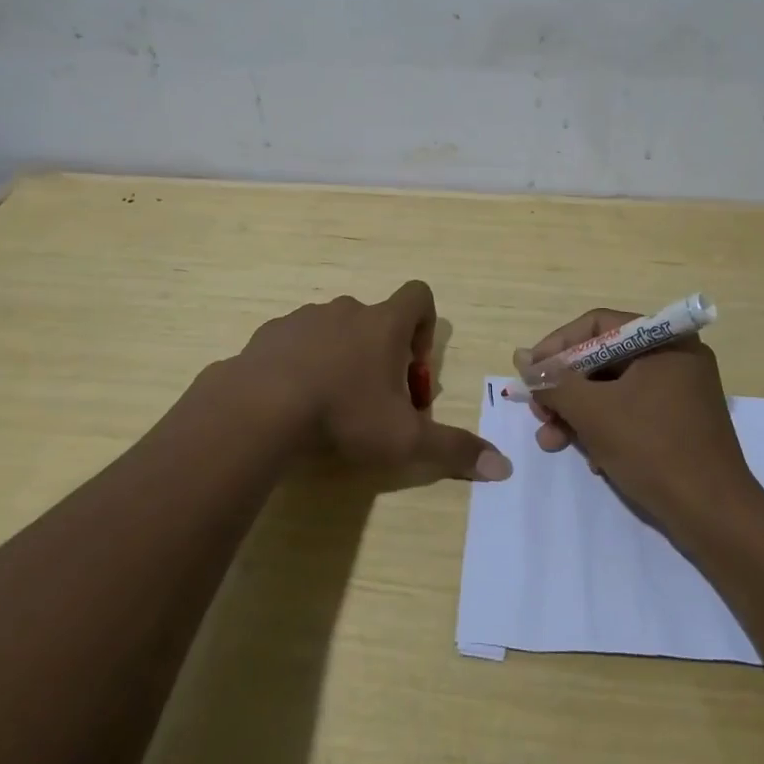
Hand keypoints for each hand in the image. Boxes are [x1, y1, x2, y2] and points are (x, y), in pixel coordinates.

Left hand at [235, 281, 511, 481]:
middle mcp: (348, 310)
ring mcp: (306, 317)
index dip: (426, 327)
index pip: (419, 296)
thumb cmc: (343, 414)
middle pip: (378, 320)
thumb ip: (454, 449)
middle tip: (376, 403)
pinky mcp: (272, 332)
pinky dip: (304, 363)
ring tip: (331, 406)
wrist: (259, 406)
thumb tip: (504, 467)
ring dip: (343, 358)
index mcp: (384, 323)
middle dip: (383, 356)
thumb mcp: (404, 439)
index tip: (413, 371)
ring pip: (337, 330)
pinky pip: (299, 340)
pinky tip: (295, 401)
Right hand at [525, 308, 754, 523]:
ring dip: (579, 413)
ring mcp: (681, 392)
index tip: (531, 373)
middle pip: (603, 359)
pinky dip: (606, 429)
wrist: (717, 520)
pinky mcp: (682, 424)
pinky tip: (592, 460)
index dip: (557, 346)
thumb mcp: (593, 413)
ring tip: (552, 442)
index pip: (597, 326)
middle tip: (539, 414)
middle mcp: (676, 357)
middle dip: (566, 389)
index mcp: (664, 341)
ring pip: (614, 390)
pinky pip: (633, 412)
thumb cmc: (654, 450)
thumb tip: (522, 358)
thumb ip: (554, 382)